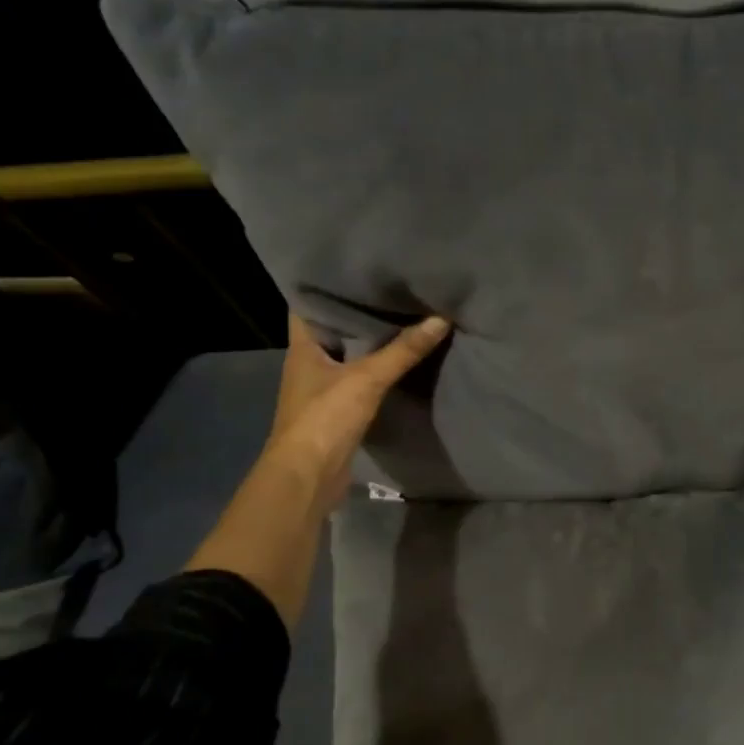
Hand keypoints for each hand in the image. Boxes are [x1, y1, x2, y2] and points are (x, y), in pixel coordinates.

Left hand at [186, 311, 450, 629]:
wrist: (307, 479)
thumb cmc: (324, 419)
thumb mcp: (366, 379)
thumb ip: (403, 350)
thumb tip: (440, 318)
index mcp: (302, 346)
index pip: (306, 303)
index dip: (325, 283)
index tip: (354, 264)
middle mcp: (308, 363)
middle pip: (331, 328)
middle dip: (356, 310)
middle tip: (390, 285)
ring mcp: (321, 389)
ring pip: (347, 355)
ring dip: (368, 341)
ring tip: (401, 314)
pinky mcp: (337, 411)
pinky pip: (358, 380)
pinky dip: (376, 369)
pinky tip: (399, 359)